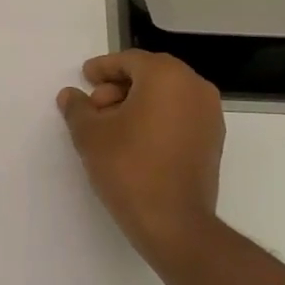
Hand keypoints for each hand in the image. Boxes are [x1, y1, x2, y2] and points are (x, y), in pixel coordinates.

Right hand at [58, 50, 225, 267]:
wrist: (174, 223)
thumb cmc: (129, 168)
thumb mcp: (91, 135)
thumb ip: (78, 108)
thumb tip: (70, 96)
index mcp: (167, 76)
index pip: (130, 61)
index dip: (103, 68)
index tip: (85, 77)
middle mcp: (195, 87)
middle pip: (150, 75)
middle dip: (119, 87)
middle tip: (94, 108)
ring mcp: (210, 115)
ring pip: (167, 95)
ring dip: (137, 103)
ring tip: (111, 128)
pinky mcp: (213, 141)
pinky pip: (180, 116)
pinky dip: (157, 119)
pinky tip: (134, 141)